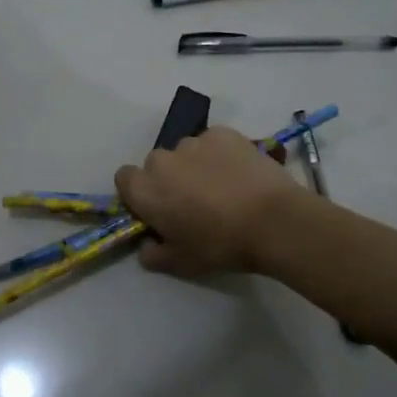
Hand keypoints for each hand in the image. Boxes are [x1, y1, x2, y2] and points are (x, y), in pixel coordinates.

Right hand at [114, 127, 302, 276]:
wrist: (272, 221)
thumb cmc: (219, 245)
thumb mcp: (181, 263)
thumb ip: (154, 254)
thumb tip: (147, 247)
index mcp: (145, 190)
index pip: (124, 179)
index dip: (138, 193)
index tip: (157, 209)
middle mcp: (162, 160)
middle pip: (156, 164)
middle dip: (168, 179)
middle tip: (192, 202)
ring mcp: (194, 142)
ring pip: (185, 152)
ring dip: (194, 165)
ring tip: (222, 186)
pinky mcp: (223, 133)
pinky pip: (212, 142)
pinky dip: (220, 154)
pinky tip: (239, 173)